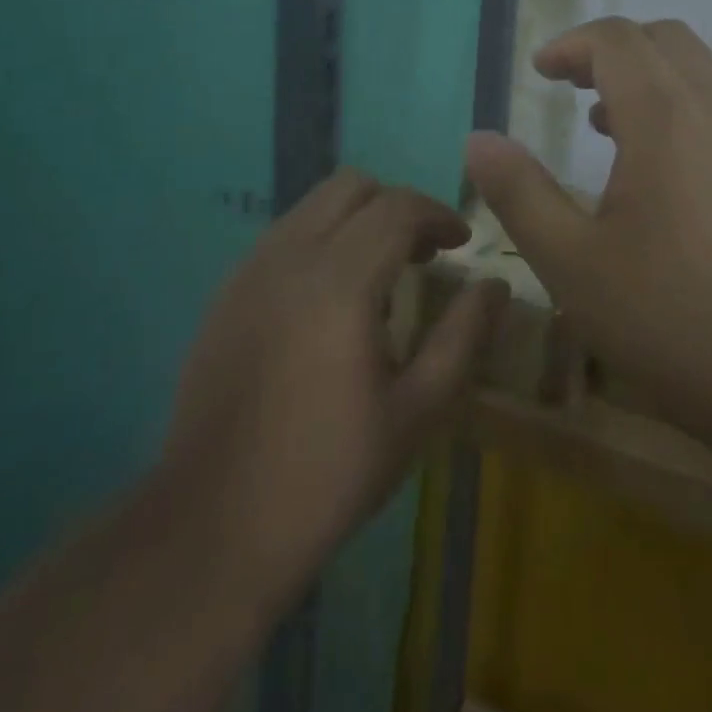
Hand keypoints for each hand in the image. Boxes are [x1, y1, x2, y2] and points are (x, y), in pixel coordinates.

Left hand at [159, 170, 509, 619]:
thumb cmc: (330, 472)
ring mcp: (249, 271)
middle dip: (396, 206)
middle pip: (351, 186)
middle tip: (422, 254)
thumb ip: (463, 336)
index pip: (397, 207)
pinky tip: (330, 298)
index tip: (461, 244)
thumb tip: (495, 285)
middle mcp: (289, 258)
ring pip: (312, 204)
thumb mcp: (417, 411)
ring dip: (356, 219)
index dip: (438, 214)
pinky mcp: (225, 293)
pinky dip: (320, 239)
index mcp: (339, 283)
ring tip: (379, 273)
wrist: (216, 525)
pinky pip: (283, 235)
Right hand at [465, 17, 711, 444]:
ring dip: (647, 78)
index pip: (617, 39)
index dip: (571, 44)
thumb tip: (478, 139)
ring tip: (604, 126)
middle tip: (571, 86)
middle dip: (610, 50)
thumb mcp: (572, 262)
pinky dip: (679, 107)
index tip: (540, 72)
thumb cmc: (673, 317)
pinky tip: (659, 171)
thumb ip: (520, 192)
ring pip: (698, 71)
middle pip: (663, 39)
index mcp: (665, 115)